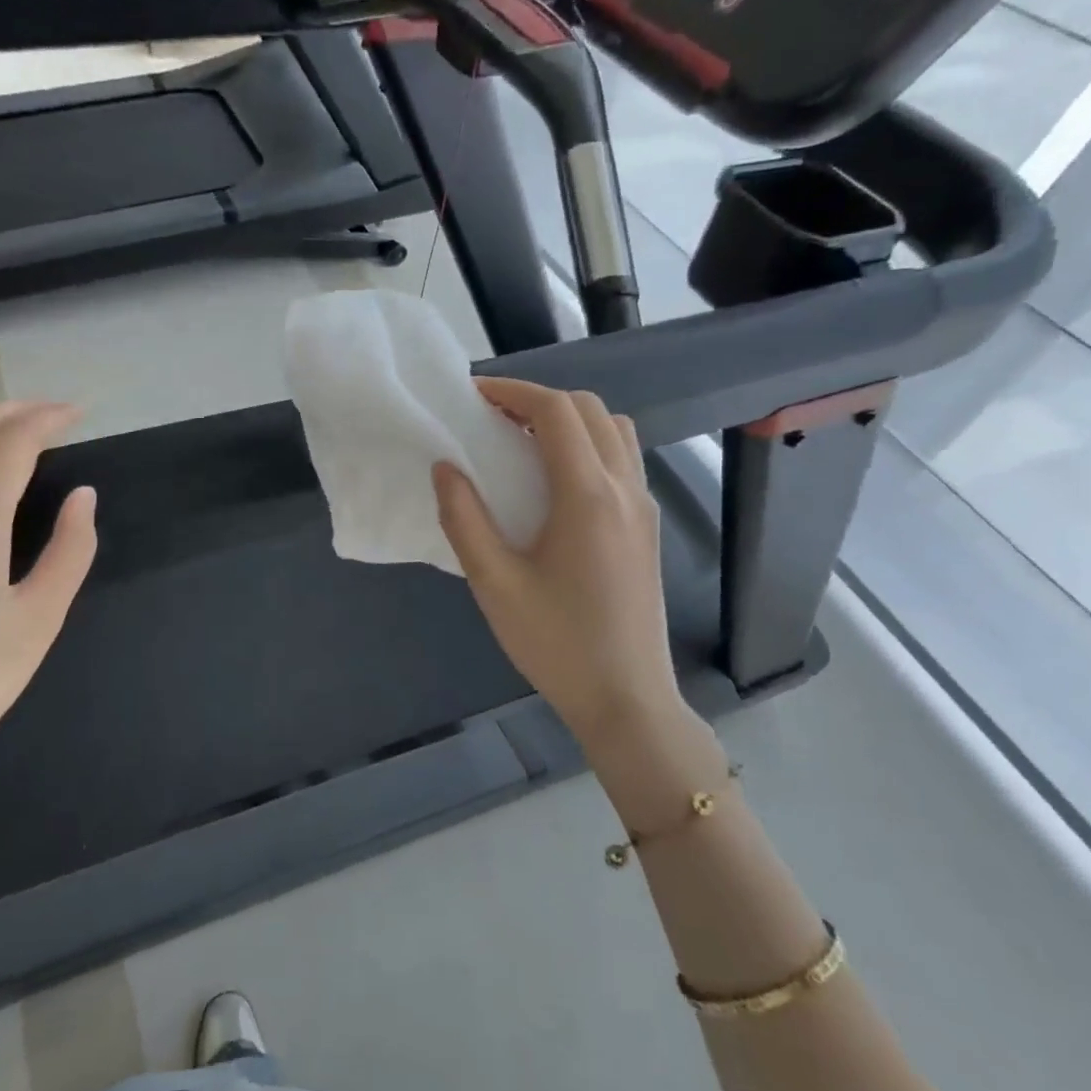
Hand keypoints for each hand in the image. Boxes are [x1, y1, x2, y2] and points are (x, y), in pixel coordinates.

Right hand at [434, 378, 685, 754]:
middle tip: (492, 418)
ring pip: (614, 430)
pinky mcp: (646, 527)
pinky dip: (588, 444)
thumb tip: (444, 467)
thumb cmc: (555, 643)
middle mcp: (624, 488)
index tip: (473, 395)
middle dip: (538, 400)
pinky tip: (554, 482)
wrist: (627, 699)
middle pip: (589, 409)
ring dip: (569, 420)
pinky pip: (622, 459)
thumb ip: (464, 518)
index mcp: (587, 495)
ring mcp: (642, 507)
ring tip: (523, 444)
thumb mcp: (494, 583)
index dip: (512, 391)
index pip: (555, 411)